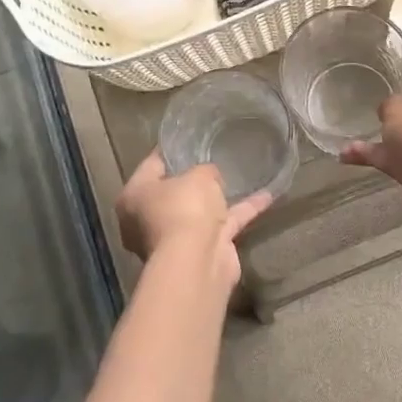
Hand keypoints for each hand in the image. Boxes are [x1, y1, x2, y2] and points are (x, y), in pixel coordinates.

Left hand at [116, 152, 272, 291]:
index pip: (151, 166)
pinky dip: (243, 211)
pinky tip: (267, 196)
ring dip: (218, 199)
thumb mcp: (198, 176)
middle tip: (213, 159)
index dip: (171, 151)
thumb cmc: (184, 209)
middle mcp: (148, 219)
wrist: (197, 261)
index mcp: (134, 197)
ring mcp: (175, 238)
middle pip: (173, 193)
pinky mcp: (202, 250)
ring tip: (242, 176)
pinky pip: (223, 224)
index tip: (189, 140)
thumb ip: (205, 171)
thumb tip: (211, 176)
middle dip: (193, 180)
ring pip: (198, 211)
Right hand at [341, 62, 401, 205]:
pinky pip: (401, 159)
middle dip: (399, 109)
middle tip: (373, 102)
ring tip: (351, 135)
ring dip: (383, 137)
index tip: (393, 65)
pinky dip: (378, 156)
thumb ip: (390, 103)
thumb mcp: (398, 108)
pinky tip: (347, 156)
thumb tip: (391, 110)